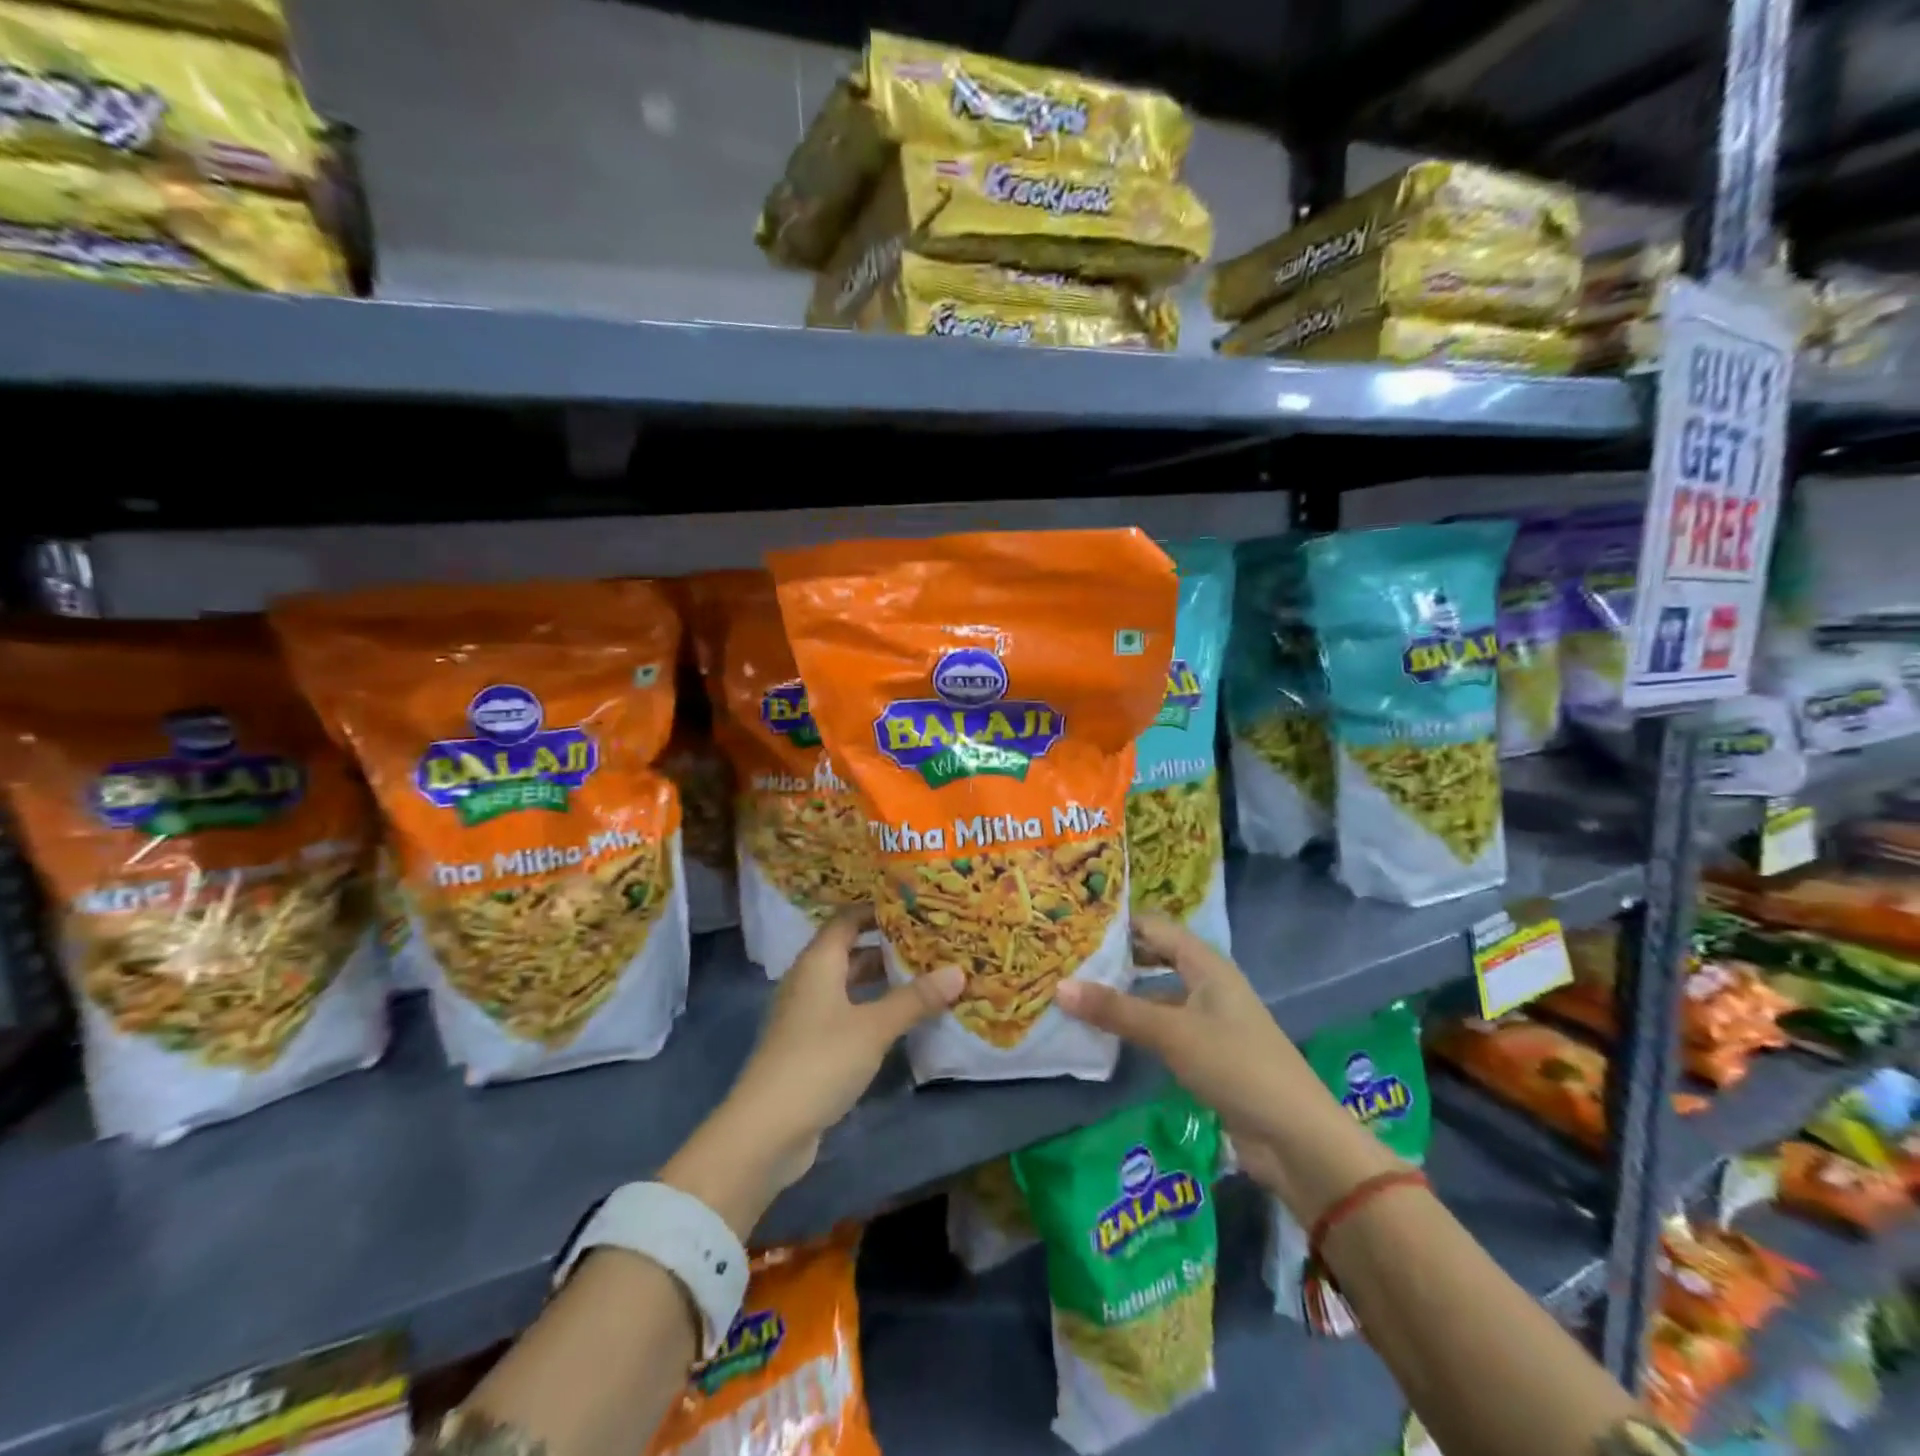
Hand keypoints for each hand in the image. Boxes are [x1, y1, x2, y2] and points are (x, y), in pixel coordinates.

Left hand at [662, 909, 963, 1235]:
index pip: (848, 919)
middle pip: (850, 950)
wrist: (766, 1130)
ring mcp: (807, 1015)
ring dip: (881, 980)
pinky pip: (846, 1012)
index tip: (916, 906)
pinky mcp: (810, 1046)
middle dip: (888, 945)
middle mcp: (809, 980)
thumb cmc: (820, 1061)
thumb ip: (915, 999)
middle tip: (931, 941)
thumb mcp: (874, 1027)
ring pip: (849, 984)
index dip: (878, 910)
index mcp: (818, 962)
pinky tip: (901, 1018)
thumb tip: (958, 971)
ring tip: (925, 975)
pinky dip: (872, 1008)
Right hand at [1055, 913, 1399, 1222]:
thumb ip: (1116, 1010)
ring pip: (1156, 995)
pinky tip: (1105, 1034)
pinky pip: (1162, 1028)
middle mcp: (1207, 984)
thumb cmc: (1235, 1065)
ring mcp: (1207, 1021)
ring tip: (1074, 993)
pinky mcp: (1206, 1055)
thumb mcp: (1171, 1032)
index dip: (1117, 924)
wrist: (1296, 1138)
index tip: (1072, 924)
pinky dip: (1135, 1027)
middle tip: (1066, 959)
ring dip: (1122, 995)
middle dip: (1115, 959)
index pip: (1154, 928)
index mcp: (1206, 965)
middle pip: (1154, 958)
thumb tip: (1058, 986)